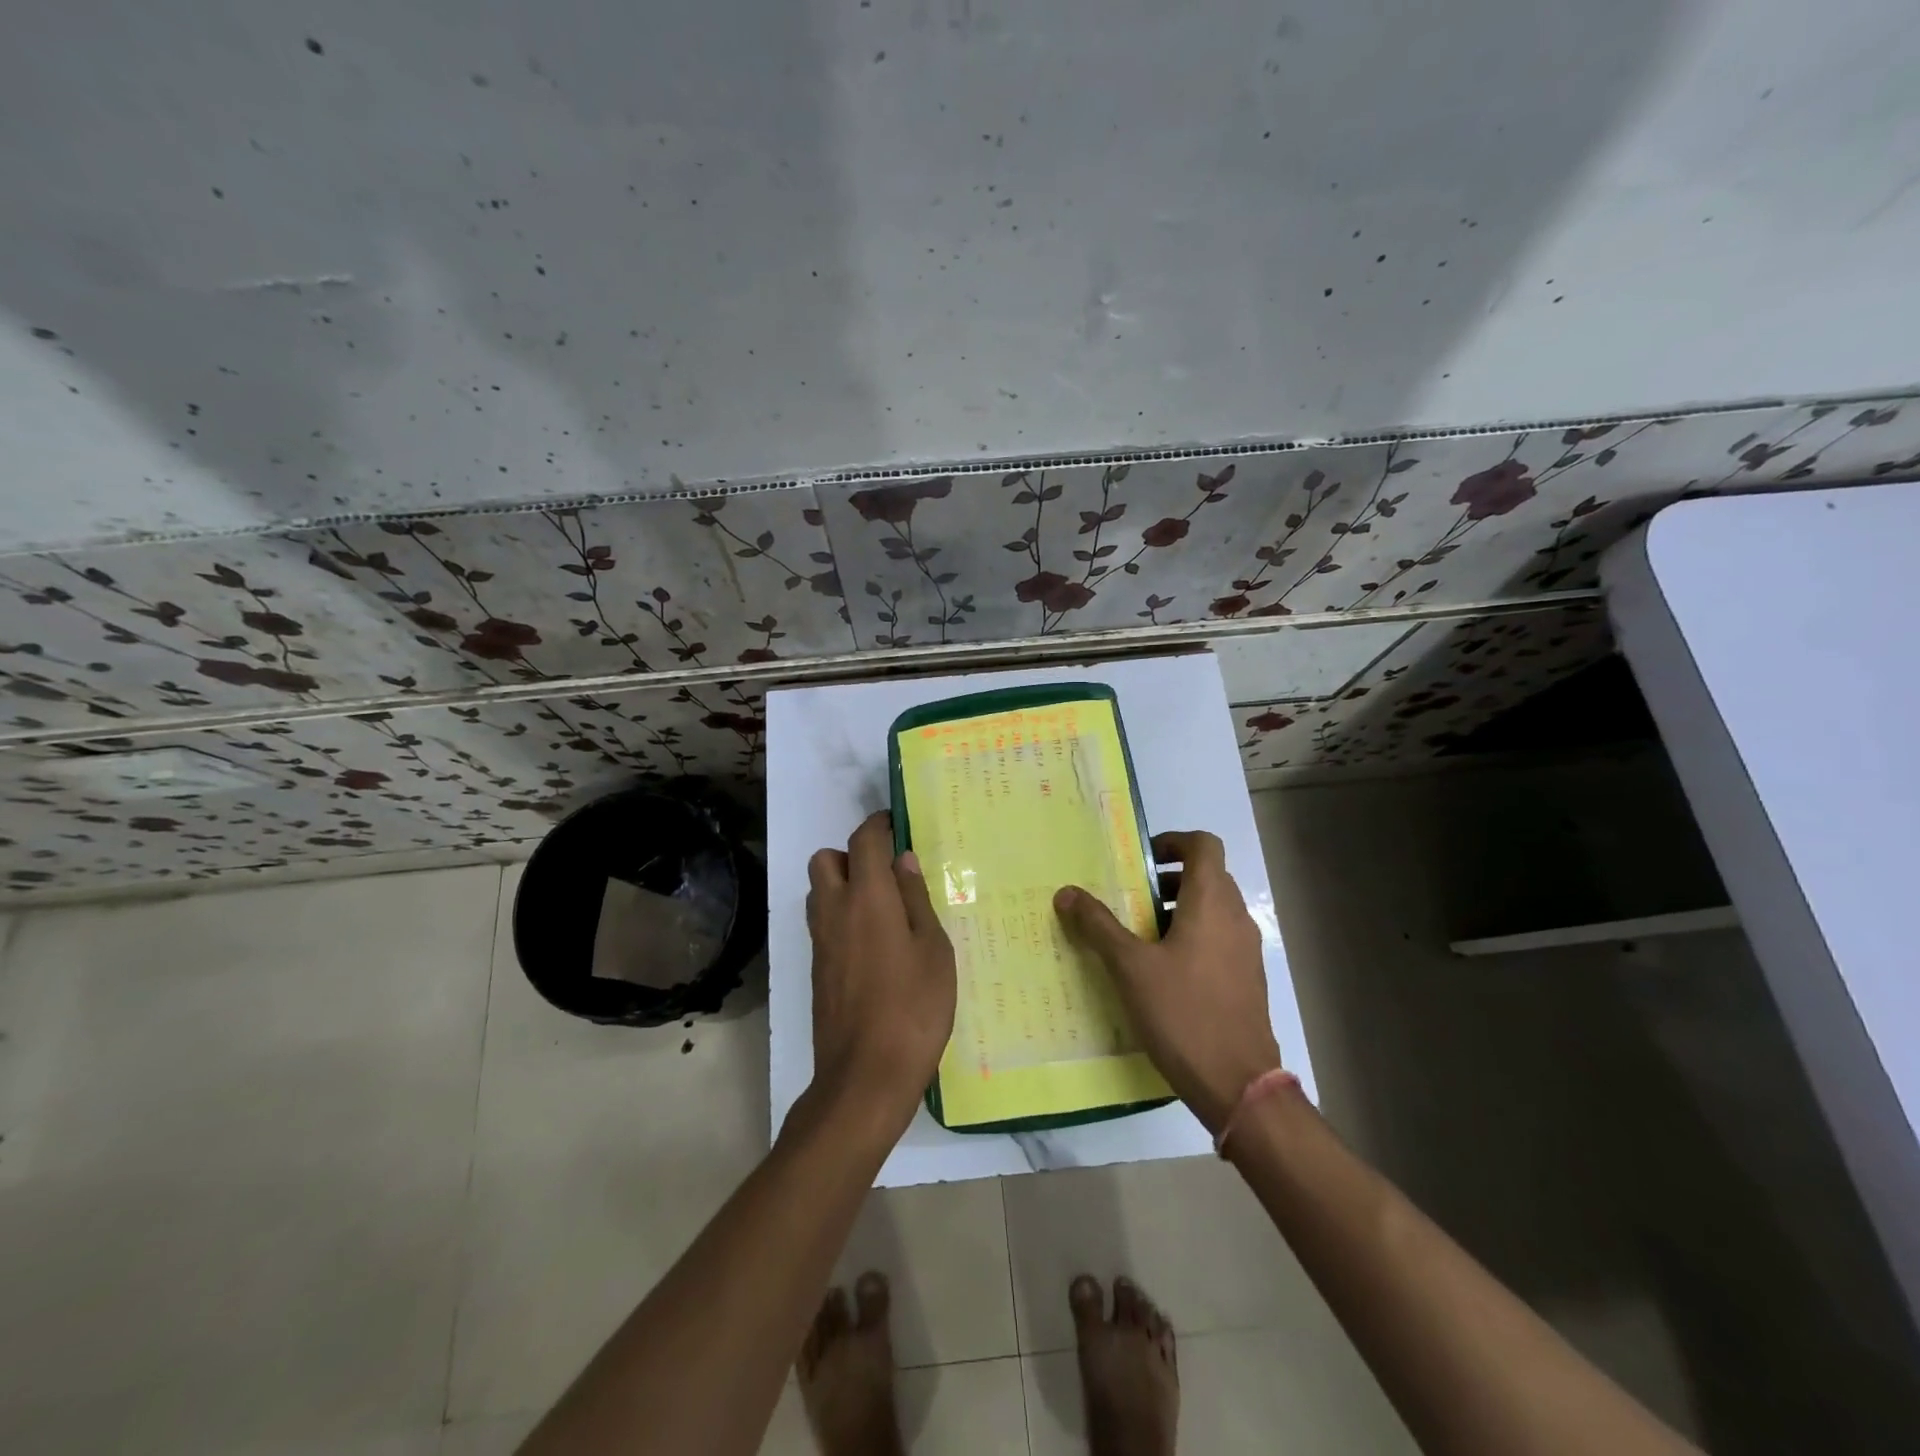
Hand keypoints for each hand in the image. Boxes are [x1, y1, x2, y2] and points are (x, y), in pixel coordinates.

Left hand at [805, 812, 956, 1132]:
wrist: (865, 1077)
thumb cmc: (914, 1008)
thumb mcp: (933, 949)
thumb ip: (916, 899)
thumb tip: (902, 861)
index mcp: (867, 897)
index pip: (863, 840)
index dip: (879, 825)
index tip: (897, 824)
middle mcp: (834, 910)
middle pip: (826, 860)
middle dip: (852, 855)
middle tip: (887, 875)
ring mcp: (820, 941)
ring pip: (819, 891)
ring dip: (843, 885)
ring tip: (883, 909)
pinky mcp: (817, 969)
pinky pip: (823, 922)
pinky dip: (841, 916)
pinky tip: (874, 944)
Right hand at [1054, 830, 1281, 1133]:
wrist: (1239, 1084)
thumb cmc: (1183, 1013)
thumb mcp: (1130, 967)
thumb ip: (1098, 925)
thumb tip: (1066, 892)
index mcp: (1210, 904)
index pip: (1204, 845)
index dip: (1174, 842)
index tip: (1141, 860)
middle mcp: (1235, 918)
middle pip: (1207, 876)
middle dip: (1167, 880)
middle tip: (1129, 898)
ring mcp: (1246, 950)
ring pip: (1212, 909)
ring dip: (1177, 910)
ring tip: (1139, 936)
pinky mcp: (1246, 979)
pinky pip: (1218, 939)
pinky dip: (1192, 937)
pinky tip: (1161, 972)